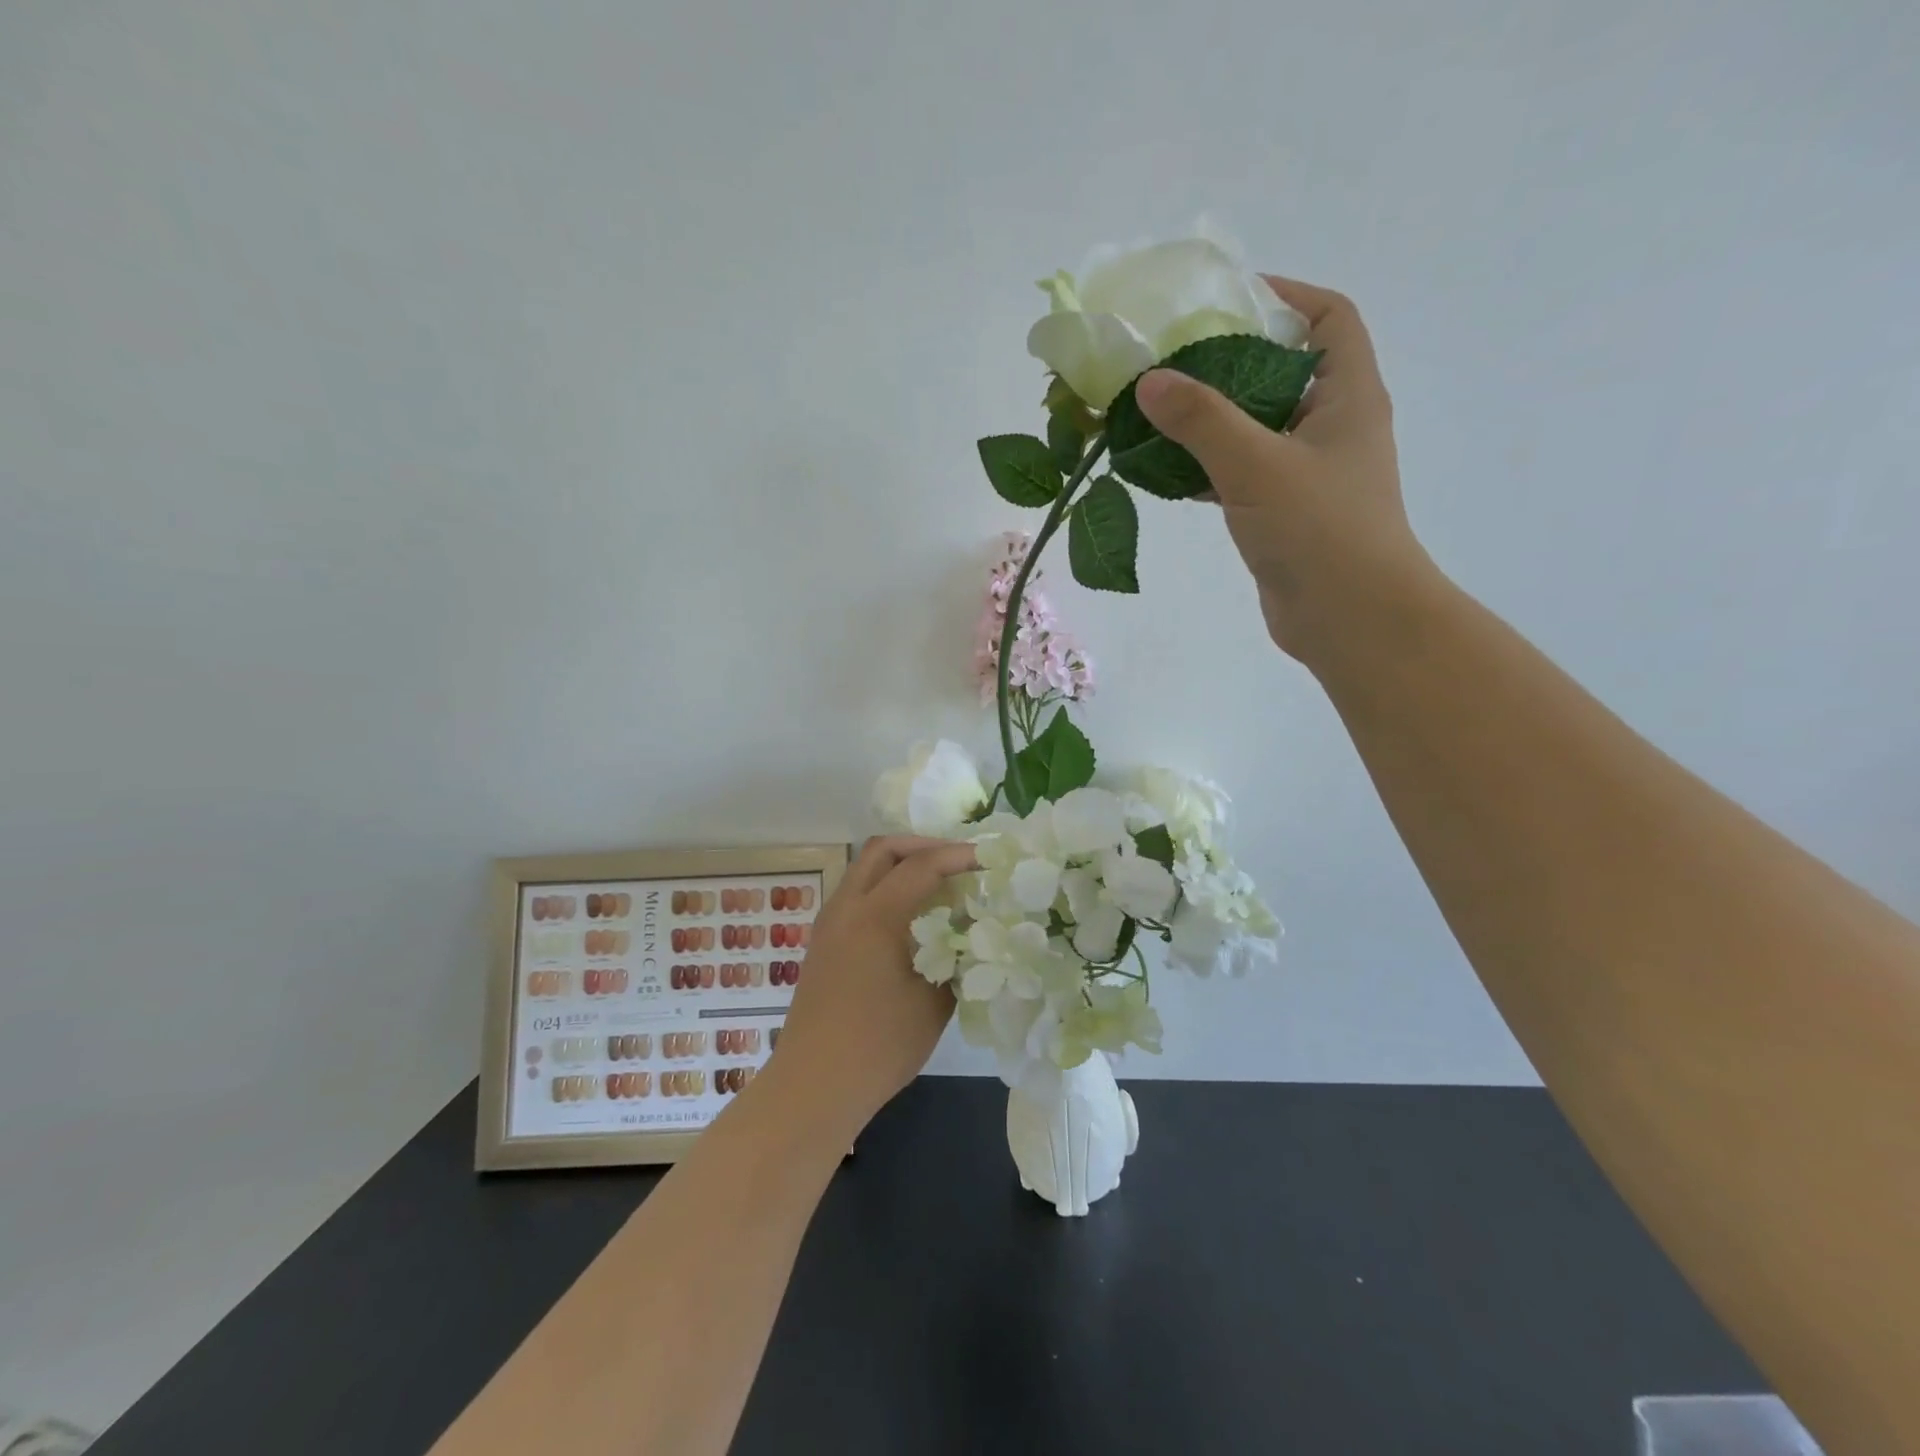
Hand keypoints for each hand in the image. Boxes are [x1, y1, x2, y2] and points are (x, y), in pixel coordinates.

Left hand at [768, 836, 977, 1132]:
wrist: (813, 1086)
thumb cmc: (878, 1046)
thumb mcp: (933, 1002)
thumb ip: (955, 958)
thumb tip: (970, 936)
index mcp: (875, 916)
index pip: (921, 866)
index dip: (958, 855)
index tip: (989, 857)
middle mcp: (846, 908)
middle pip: (882, 850)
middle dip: (922, 845)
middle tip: (957, 861)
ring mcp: (829, 924)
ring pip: (864, 869)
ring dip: (901, 865)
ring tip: (937, 884)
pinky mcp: (823, 943)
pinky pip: (856, 894)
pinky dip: (885, 887)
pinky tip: (909, 915)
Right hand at [1134, 277, 1435, 666]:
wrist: (1350, 619)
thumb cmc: (1319, 529)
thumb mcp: (1256, 465)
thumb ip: (1202, 420)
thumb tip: (1150, 380)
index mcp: (1347, 396)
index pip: (1328, 318)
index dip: (1285, 296)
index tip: (1226, 298)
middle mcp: (1332, 427)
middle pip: (1281, 372)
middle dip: (1227, 362)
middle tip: (1170, 360)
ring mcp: (1307, 474)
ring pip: (1254, 429)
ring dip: (1209, 421)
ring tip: (1154, 413)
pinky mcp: (1283, 514)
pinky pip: (1240, 475)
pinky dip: (1206, 469)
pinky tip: (1163, 471)